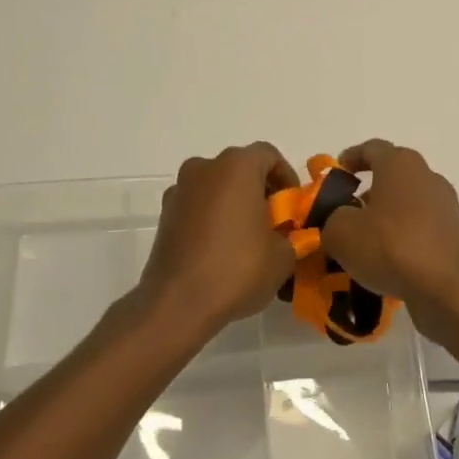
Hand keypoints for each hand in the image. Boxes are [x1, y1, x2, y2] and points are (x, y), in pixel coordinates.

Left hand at [136, 143, 299, 338]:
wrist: (177, 303)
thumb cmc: (237, 269)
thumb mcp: (283, 256)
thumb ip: (292, 236)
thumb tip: (287, 236)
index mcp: (236, 166)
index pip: (269, 155)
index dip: (287, 178)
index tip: (293, 208)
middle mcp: (204, 168)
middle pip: (240, 169)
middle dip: (260, 192)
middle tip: (274, 224)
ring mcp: (180, 190)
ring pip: (217, 187)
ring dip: (234, 204)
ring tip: (247, 240)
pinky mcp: (165, 215)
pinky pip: (198, 207)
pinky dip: (212, 219)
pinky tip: (221, 250)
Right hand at [321, 140, 458, 338]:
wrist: (451, 289)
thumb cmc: (392, 246)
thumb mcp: (341, 232)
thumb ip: (332, 220)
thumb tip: (339, 222)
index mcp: (400, 164)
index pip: (372, 148)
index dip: (350, 158)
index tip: (335, 175)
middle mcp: (427, 178)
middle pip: (392, 178)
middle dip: (367, 194)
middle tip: (344, 216)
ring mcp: (445, 209)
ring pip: (406, 207)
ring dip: (384, 221)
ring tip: (361, 248)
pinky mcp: (454, 238)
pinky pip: (420, 233)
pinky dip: (402, 243)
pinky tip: (385, 267)